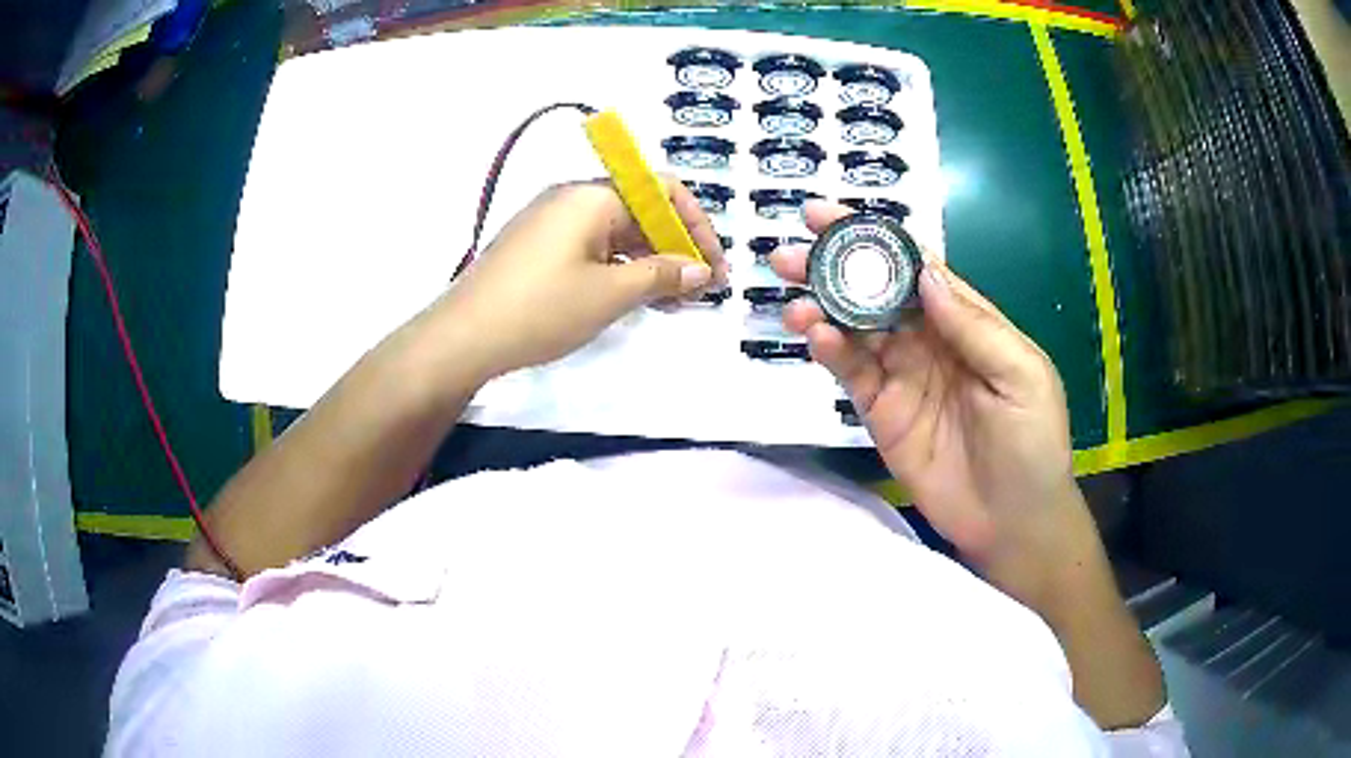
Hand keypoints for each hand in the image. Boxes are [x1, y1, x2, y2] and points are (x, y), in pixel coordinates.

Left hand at [439, 177, 728, 380]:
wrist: (463, 338)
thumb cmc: (540, 309)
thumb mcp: (609, 294)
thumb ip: (662, 276)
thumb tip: (701, 271)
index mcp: (592, 195)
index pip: (662, 191)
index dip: (697, 226)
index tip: (715, 268)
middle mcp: (573, 199)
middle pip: (641, 211)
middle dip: (676, 248)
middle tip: (700, 292)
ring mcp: (553, 223)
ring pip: (618, 233)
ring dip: (651, 263)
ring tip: (674, 302)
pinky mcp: (540, 248)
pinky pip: (593, 248)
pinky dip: (621, 270)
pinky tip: (636, 299)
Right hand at [771, 201, 1096, 606]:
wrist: (1014, 522)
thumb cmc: (1032, 443)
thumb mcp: (1020, 375)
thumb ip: (974, 326)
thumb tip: (925, 273)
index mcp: (967, 322)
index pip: (916, 269)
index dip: (877, 239)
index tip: (831, 216)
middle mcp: (929, 341)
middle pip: (876, 293)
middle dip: (834, 267)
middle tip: (790, 251)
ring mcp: (902, 377)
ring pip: (855, 329)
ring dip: (822, 308)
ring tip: (791, 294)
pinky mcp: (881, 414)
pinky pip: (851, 374)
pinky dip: (830, 352)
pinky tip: (814, 335)